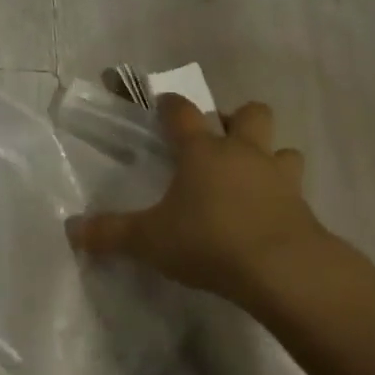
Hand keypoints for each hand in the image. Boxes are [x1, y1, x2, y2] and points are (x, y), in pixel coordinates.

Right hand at [67, 95, 345, 309]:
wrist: (282, 269)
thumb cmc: (208, 241)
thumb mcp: (148, 241)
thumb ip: (110, 233)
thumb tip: (71, 230)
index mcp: (202, 151)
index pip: (183, 112)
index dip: (171, 105)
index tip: (163, 104)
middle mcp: (242, 153)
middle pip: (249, 113)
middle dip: (234, 120)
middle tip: (218, 143)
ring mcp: (278, 176)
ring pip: (281, 147)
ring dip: (268, 154)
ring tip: (250, 176)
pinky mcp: (302, 205)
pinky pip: (295, 186)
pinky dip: (283, 193)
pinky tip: (269, 214)